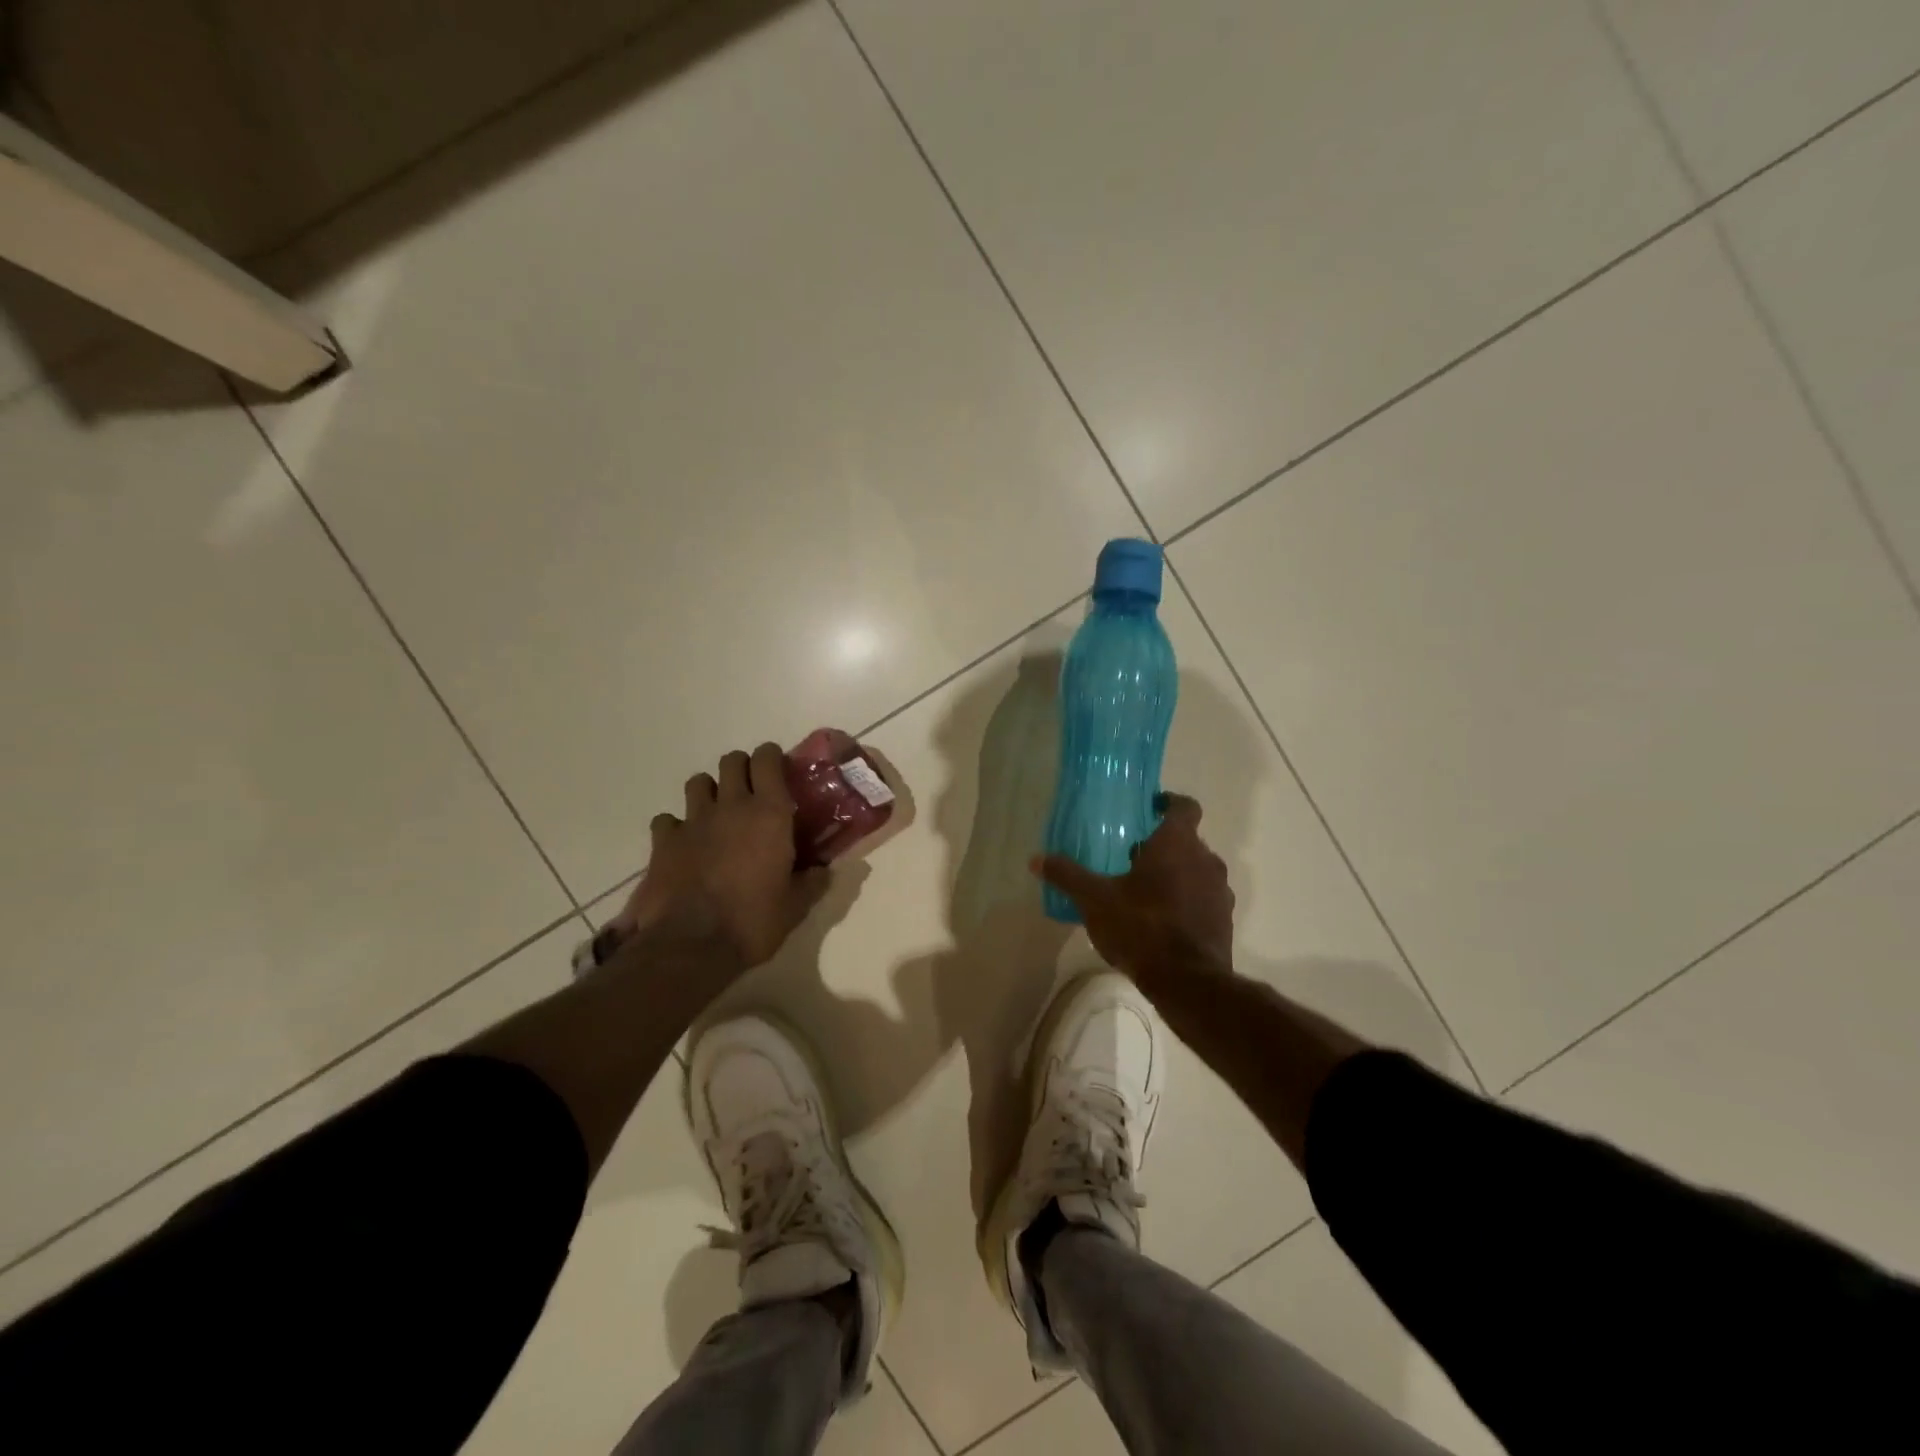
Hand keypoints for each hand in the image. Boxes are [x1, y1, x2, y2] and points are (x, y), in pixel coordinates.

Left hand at [617, 743, 829, 968]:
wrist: (691, 945)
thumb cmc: (753, 921)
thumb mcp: (796, 906)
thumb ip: (812, 882)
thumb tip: (824, 870)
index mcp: (769, 814)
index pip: (768, 759)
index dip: (772, 758)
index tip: (779, 771)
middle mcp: (731, 806)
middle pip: (732, 761)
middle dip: (742, 769)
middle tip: (751, 792)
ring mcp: (693, 821)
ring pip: (698, 782)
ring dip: (709, 791)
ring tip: (717, 814)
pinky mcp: (663, 841)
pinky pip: (667, 819)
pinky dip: (676, 827)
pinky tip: (684, 845)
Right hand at [1033, 792, 1234, 976]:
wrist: (1187, 981)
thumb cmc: (1140, 927)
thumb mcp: (1094, 900)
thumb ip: (1068, 876)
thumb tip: (1036, 859)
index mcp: (1177, 843)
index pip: (1184, 806)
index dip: (1168, 803)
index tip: (1150, 808)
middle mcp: (1205, 859)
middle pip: (1188, 840)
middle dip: (1163, 845)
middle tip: (1133, 857)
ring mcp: (1220, 891)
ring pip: (1197, 870)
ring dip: (1177, 874)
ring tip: (1146, 891)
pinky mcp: (1224, 920)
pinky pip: (1204, 898)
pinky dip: (1187, 901)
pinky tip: (1162, 920)